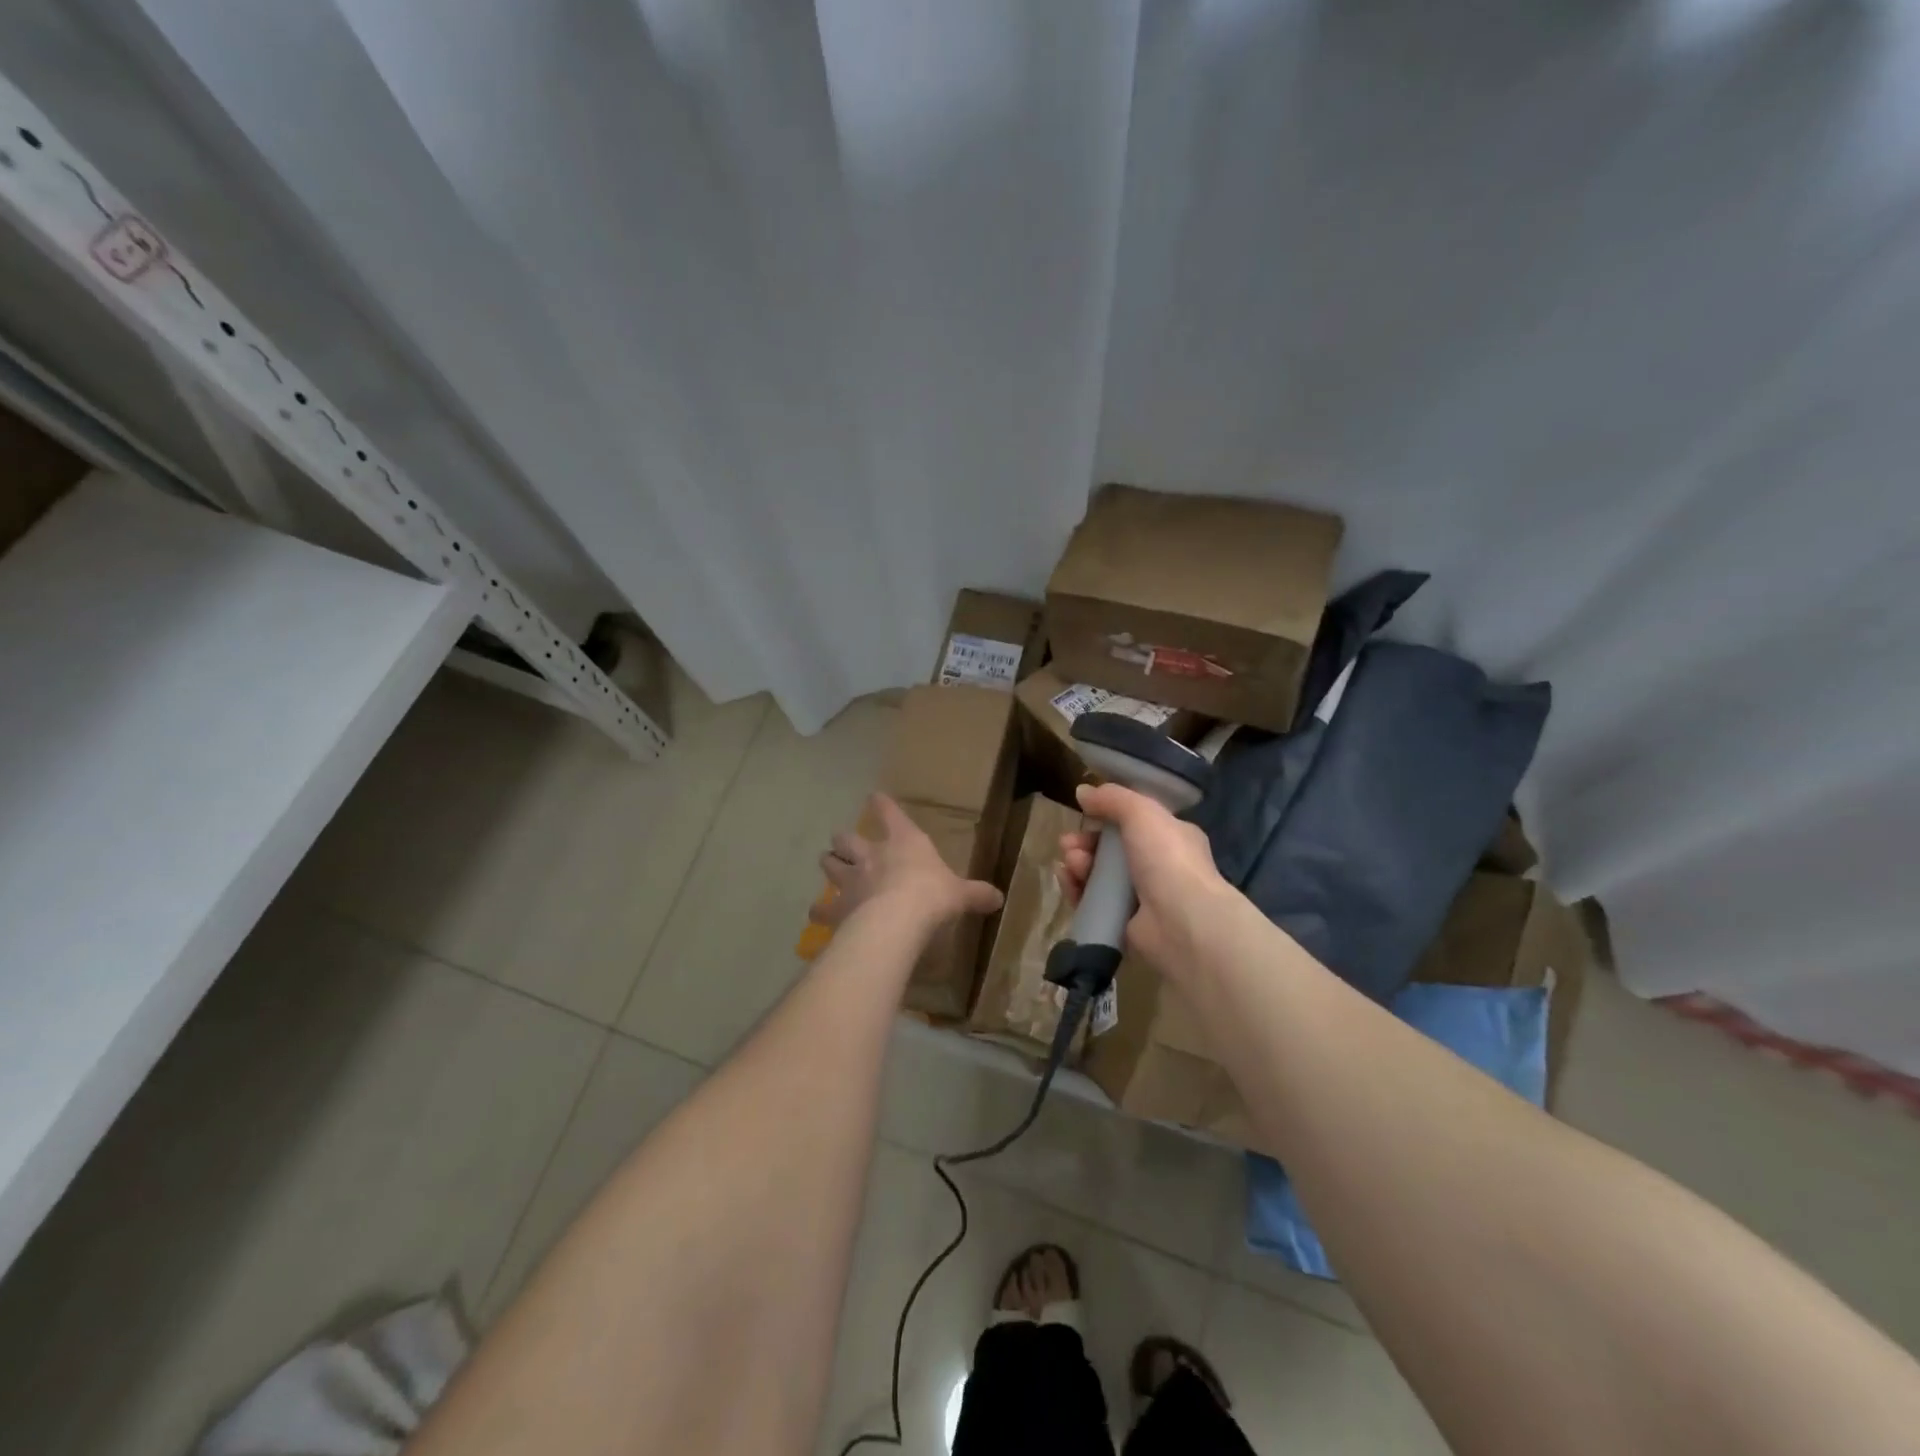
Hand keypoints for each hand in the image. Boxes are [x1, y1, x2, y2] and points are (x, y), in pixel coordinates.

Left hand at [812, 793, 1003, 928]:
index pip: (888, 812)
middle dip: (844, 840)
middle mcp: (870, 855)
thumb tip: (999, 898)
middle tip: (844, 843)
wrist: (896, 921)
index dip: (881, 804)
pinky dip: (820, 911)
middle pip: (846, 838)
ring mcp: (849, 880)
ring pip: (829, 864)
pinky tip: (818, 915)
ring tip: (830, 868)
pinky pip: (822, 909)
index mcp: (903, 842)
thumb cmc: (931, 896)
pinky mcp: (837, 908)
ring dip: (830, 865)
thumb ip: (977, 894)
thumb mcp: (960, 894)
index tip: (874, 797)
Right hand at [1057, 782, 1232, 971]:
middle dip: (1086, 842)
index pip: (1135, 822)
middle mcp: (1159, 866)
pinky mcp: (1124, 923)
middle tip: (1067, 843)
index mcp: (1172, 837)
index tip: (1085, 813)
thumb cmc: (1168, 859)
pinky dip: (1077, 890)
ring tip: (1070, 862)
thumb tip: (1082, 791)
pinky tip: (1067, 880)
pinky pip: (1094, 902)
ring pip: (1100, 875)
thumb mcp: (1142, 813)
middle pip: (1112, 850)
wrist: (1182, 922)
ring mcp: (1142, 897)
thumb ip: (1112, 798)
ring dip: (1079, 864)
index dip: (1107, 816)